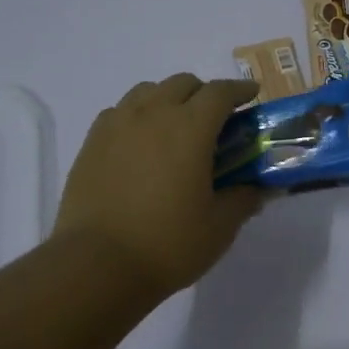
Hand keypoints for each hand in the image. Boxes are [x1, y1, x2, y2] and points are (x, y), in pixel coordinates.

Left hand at [53, 74, 263, 298]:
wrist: (96, 265)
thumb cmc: (168, 244)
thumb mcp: (219, 227)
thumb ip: (243, 200)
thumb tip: (257, 189)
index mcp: (190, 128)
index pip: (219, 93)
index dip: (239, 90)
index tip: (251, 95)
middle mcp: (152, 115)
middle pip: (183, 83)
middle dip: (204, 93)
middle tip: (215, 120)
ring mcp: (117, 126)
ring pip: (147, 91)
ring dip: (169, 99)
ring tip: (176, 127)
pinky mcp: (91, 144)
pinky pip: (120, 112)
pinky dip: (138, 115)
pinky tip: (141, 142)